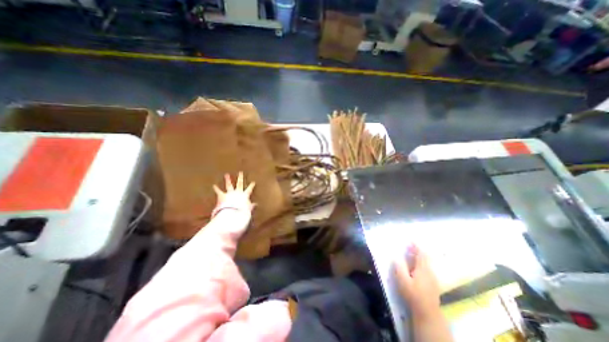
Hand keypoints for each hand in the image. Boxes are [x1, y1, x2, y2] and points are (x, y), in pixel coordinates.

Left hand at [212, 172, 253, 217]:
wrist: (232, 213)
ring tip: (227, 175)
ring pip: (229, 185)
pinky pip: (219, 191)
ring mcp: (230, 193)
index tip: (253, 182)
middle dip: (240, 178)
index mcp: (244, 195)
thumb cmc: (241, 211)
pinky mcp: (223, 196)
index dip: (251, 186)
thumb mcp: (248, 209)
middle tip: (240, 172)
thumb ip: (251, 206)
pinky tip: (214, 185)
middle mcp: (237, 192)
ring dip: (228, 180)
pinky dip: (216, 189)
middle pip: (239, 183)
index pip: (249, 189)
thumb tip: (255, 204)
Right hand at [398, 245, 440, 316]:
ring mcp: (433, 278)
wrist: (427, 313)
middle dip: (417, 250)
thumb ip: (399, 267)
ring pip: (427, 263)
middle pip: (425, 257)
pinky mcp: (433, 283)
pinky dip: (421, 262)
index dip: (416, 246)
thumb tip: (395, 256)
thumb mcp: (403, 281)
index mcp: (423, 269)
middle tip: (409, 245)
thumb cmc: (413, 295)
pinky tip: (415, 266)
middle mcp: (430, 271)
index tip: (410, 239)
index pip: (421, 254)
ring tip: (411, 253)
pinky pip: (427, 267)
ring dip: (419, 256)